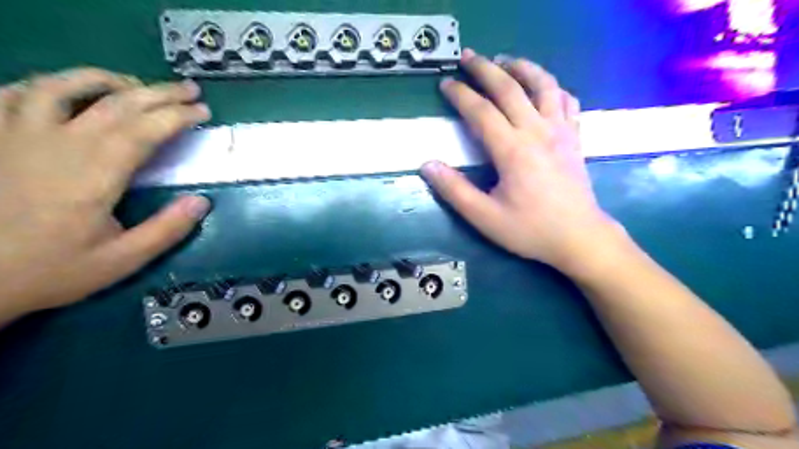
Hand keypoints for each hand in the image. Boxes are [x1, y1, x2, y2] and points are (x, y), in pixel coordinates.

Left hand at [0, 66, 211, 318]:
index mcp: (95, 174)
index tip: (203, 111)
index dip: (178, 116)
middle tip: (189, 89)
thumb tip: (202, 201)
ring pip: (63, 86)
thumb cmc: (53, 269)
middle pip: (116, 103)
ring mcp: (17, 136)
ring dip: (107, 79)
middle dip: (159, 93)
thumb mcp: (122, 260)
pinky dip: (47, 84)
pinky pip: (14, 94)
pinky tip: (68, 91)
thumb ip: (166, 230)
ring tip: (135, 84)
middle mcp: (59, 144)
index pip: (145, 130)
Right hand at [421, 47, 619, 273]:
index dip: (460, 94)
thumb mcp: (485, 217)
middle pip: (510, 87)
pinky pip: (567, 100)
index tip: (446, 84)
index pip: (481, 111)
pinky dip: (552, 87)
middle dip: (485, 68)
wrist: (579, 237)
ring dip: (522, 67)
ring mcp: (560, 130)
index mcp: (512, 150)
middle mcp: (537, 131)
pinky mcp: (574, 136)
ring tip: (505, 62)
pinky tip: (542, 89)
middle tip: (467, 57)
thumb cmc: (530, 230)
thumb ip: (454, 190)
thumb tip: (427, 165)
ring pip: (544, 84)